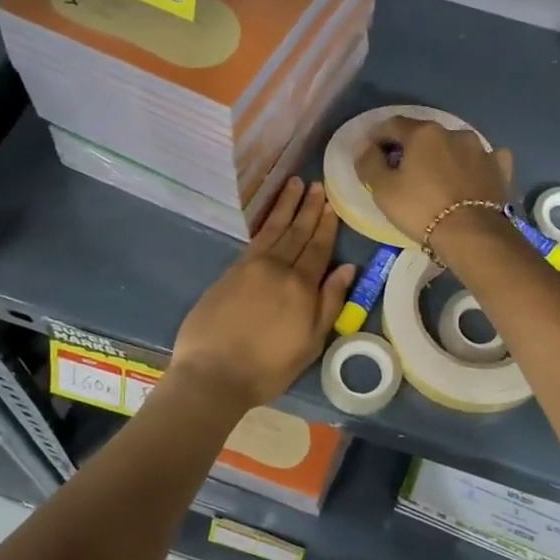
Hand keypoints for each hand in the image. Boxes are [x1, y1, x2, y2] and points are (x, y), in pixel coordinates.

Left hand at [170, 179, 356, 408]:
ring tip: (295, 184)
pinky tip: (271, 216)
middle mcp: (278, 268)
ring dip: (286, 206)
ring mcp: (250, 267)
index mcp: (301, 286)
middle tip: (317, 185)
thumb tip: (347, 268)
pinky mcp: (229, 272)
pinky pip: (254, 239)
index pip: (318, 248)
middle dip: (309, 208)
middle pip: (297, 232)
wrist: (213, 374)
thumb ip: (329, 302)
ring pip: (274, 229)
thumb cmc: (268, 367)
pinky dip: (265, 223)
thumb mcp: (310, 343)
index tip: (332, 204)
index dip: (326, 225)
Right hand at [355, 117, 513, 246]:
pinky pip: (485, 160)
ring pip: (456, 145)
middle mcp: (455, 132)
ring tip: (437, 176)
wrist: (473, 235)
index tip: (370, 151)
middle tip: (402, 168)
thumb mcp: (384, 190)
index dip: (377, 136)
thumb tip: (363, 145)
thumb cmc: (422, 209)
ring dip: (444, 155)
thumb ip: (369, 162)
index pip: (392, 125)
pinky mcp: (501, 168)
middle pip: (425, 134)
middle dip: (411, 147)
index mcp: (424, 132)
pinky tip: (472, 176)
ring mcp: (482, 149)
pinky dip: (474, 165)